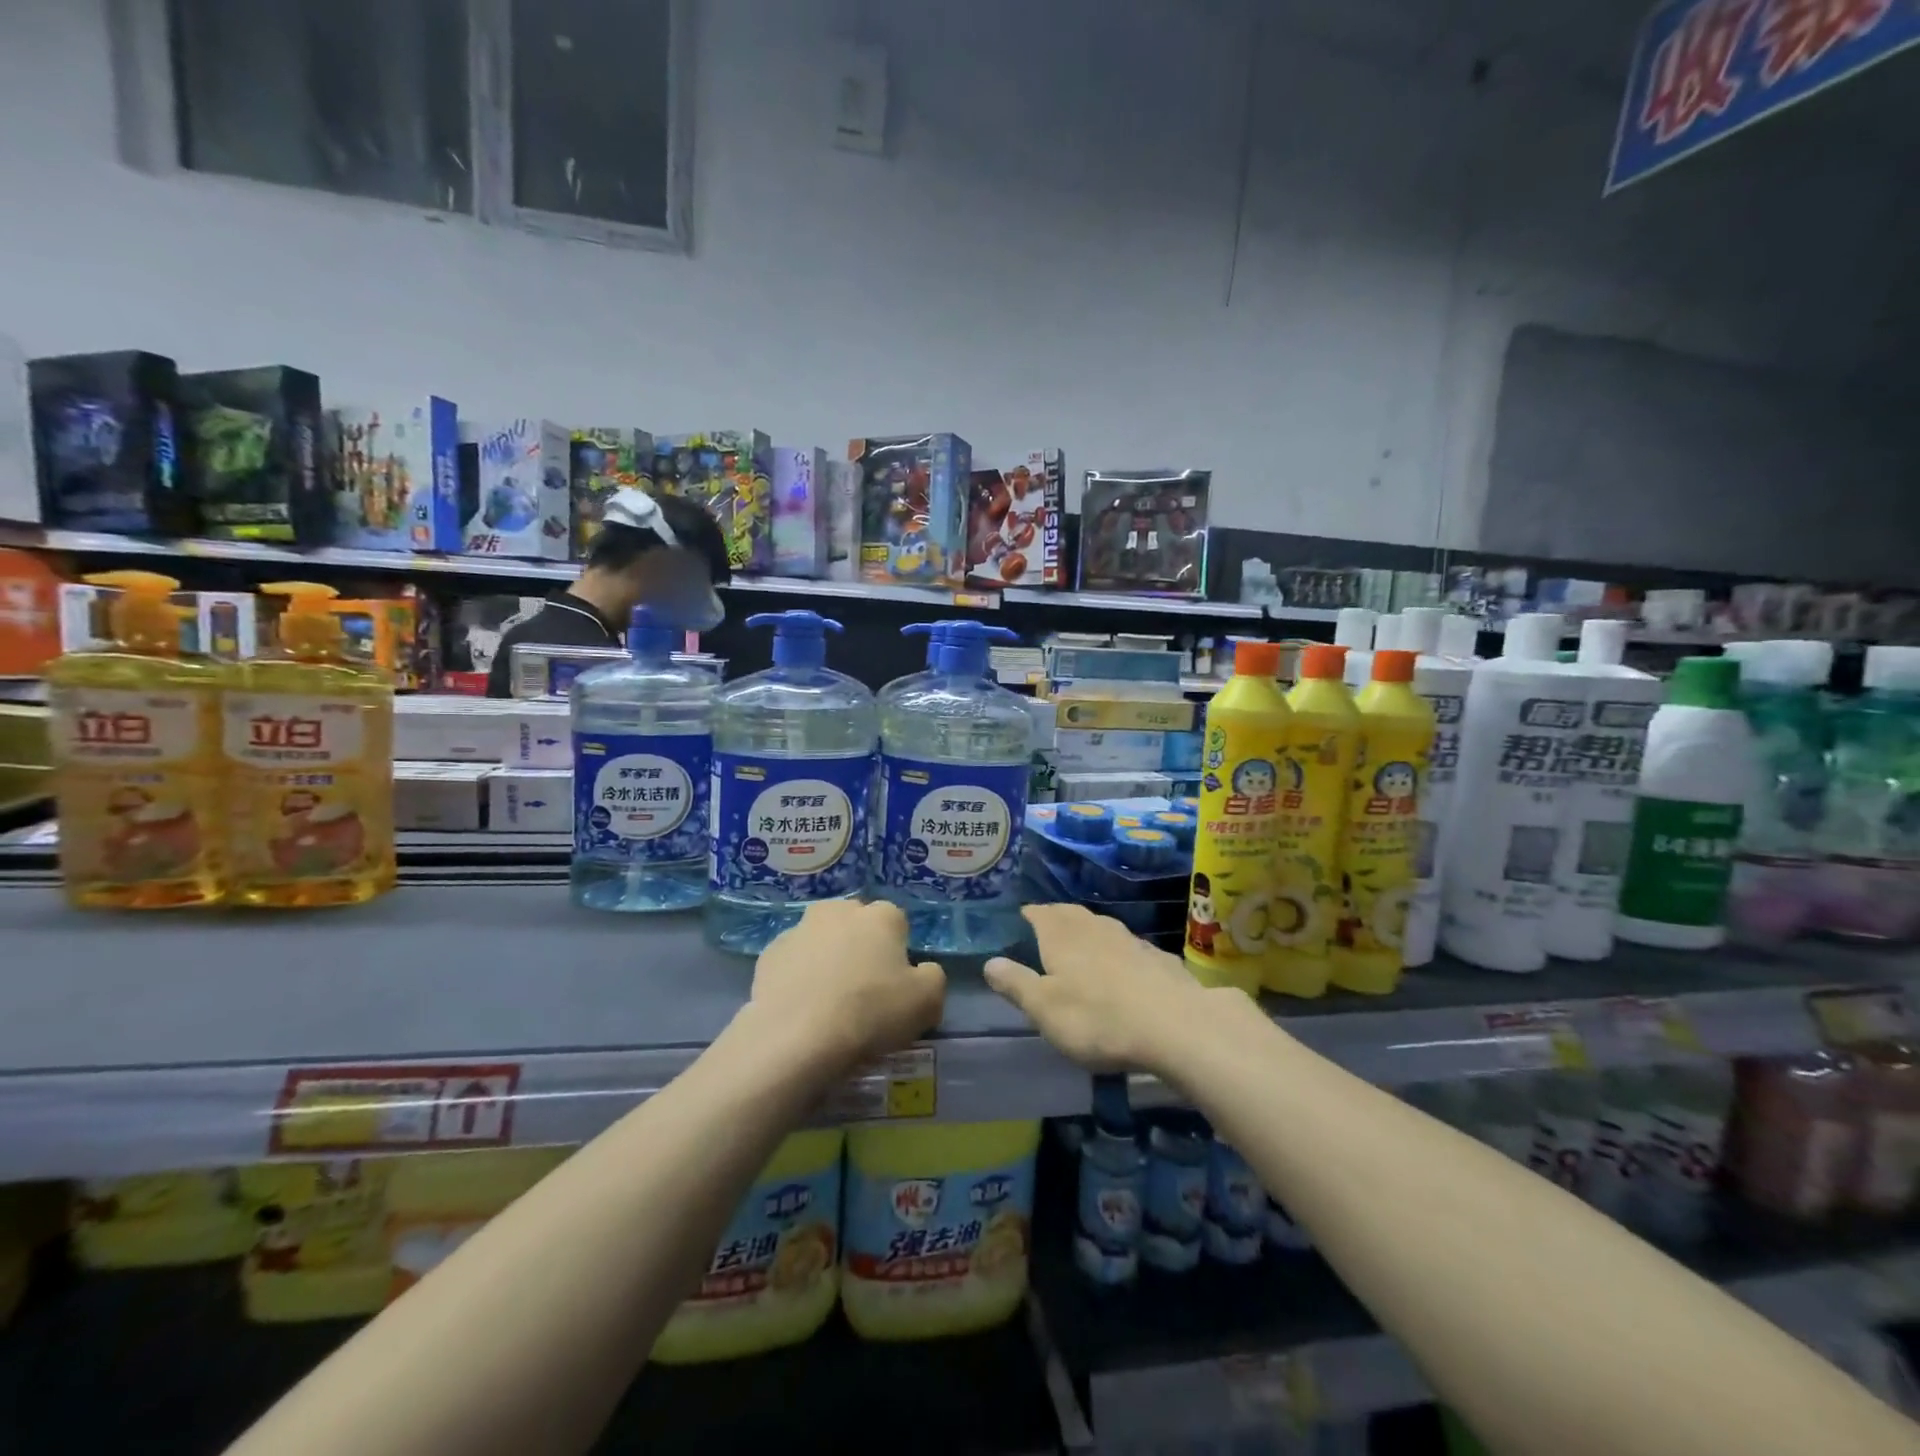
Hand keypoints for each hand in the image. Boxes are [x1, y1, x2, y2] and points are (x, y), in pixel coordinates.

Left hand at [748, 900, 945, 1070]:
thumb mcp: (927, 1001)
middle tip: (863, 989)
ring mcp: (800, 928)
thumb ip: (933, 977)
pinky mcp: (770, 953)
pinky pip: (794, 961)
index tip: (895, 984)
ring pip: (823, 939)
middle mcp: (840, 910)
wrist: (797, 1037)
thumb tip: (922, 972)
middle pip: (857, 924)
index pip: (897, 924)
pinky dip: (799, 976)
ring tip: (828, 1001)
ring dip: (828, 958)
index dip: (898, 953)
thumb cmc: (871, 1013)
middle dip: (861, 946)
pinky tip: (802, 1006)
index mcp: (881, 915)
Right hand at [986, 904, 1248, 1073]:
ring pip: (1102, 927)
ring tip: (1080, 945)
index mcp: (1062, 935)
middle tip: (1046, 928)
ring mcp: (1130, 939)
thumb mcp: (1044, 1008)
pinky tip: (1122, 969)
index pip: (1039, 913)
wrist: (1177, 1026)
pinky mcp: (1158, 957)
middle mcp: (1095, 927)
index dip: (1028, 915)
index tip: (1020, 919)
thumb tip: (990, 962)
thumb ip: (1016, 983)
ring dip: (1088, 932)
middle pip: (1071, 914)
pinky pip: (1129, 947)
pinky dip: (1118, 952)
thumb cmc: (1098, 1018)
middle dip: (1056, 919)